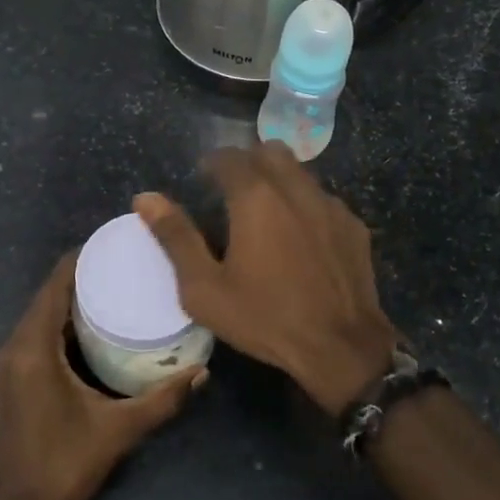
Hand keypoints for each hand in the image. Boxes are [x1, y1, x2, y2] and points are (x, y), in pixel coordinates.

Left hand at [0, 251, 204, 499]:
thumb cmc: (62, 464)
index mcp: (34, 348)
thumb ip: (161, 399)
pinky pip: (37, 335)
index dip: (81, 259)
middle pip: (48, 296)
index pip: (55, 285)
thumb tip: (202, 372)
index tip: (114, 244)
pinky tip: (93, 330)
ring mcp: (8, 364)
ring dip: (71, 301)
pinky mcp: (11, 379)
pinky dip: (61, 324)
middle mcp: (15, 347)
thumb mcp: (118, 430)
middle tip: (125, 266)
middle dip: (82, 277)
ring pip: (41, 316)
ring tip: (115, 290)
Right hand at [135, 144, 396, 417]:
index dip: (212, 163)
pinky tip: (301, 239)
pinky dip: (306, 206)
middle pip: (270, 151)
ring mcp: (331, 206)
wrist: (340, 347)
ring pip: (301, 173)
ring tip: (266, 214)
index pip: (229, 156)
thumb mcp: (205, 288)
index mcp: (256, 197)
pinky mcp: (354, 226)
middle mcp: (296, 189)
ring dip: (279, 180)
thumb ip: (176, 238)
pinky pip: (324, 200)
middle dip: (248, 161)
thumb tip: (145, 198)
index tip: (202, 179)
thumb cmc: (264, 318)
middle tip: (232, 190)